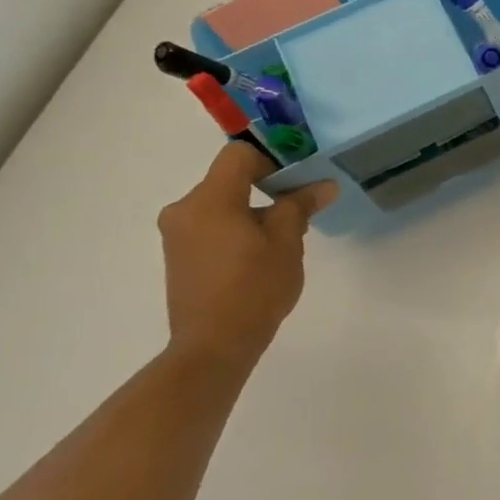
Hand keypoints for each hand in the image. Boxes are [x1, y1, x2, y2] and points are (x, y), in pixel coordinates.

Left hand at [157, 142, 337, 367]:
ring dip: (254, 211)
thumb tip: (323, 185)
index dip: (273, 159)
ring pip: (222, 204)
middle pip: (230, 179)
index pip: (239, 155)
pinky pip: (212, 226)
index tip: (300, 180)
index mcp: (210, 200)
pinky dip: (237, 229)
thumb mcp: (287, 243)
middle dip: (268, 189)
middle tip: (300, 212)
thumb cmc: (255, 287)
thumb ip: (300, 206)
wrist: (214, 344)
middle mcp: (185, 209)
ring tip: (282, 242)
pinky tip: (258, 257)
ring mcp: (177, 234)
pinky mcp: (179, 255)